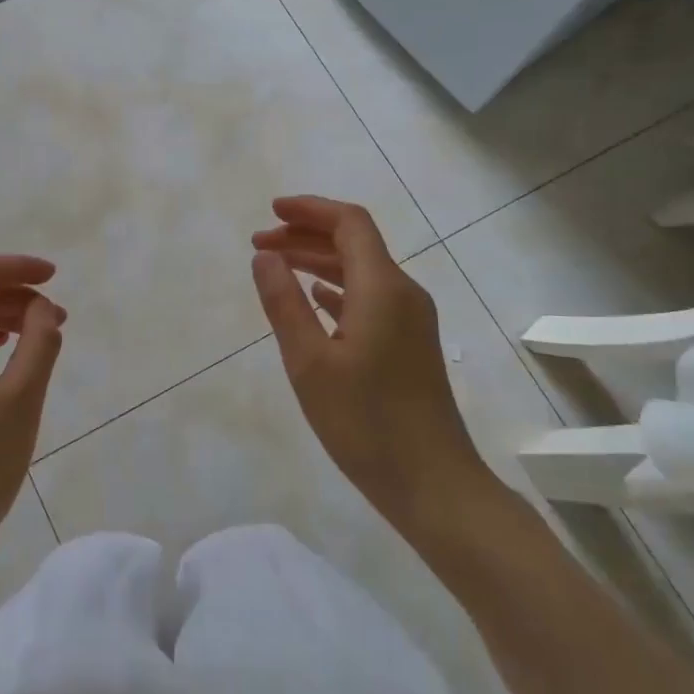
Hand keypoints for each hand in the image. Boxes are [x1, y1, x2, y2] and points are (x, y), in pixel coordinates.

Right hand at [251, 196, 496, 539]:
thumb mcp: (309, 363)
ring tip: (277, 268)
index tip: (270, 212)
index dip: (309, 209)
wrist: (433, 484)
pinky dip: (337, 290)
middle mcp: (403, 293)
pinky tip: (315, 301)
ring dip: (319, 262)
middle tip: (260, 245)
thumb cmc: (365, 423)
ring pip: (361, 272)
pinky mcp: (410, 344)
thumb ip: (284, 303)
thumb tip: (265, 256)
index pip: (349, 223)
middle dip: (306, 235)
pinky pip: (370, 298)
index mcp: (382, 288)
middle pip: (354, 244)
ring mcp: (411, 320)